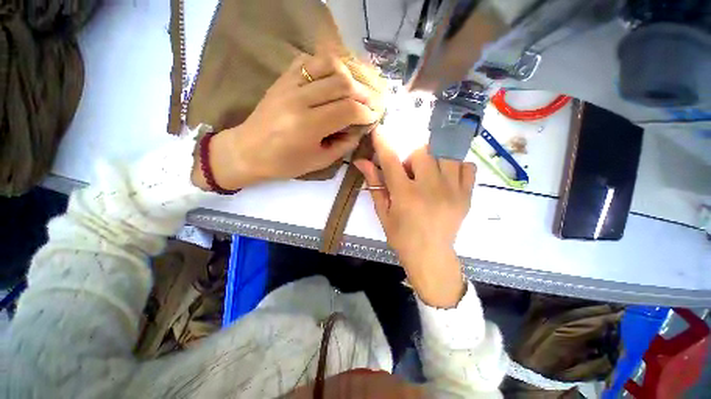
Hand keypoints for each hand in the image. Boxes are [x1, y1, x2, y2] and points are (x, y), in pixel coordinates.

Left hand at [192, 54, 380, 189]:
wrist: (248, 151)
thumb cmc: (285, 163)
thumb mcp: (319, 161)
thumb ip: (344, 145)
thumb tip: (360, 129)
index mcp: (308, 126)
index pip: (348, 110)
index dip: (366, 113)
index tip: (373, 118)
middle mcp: (299, 100)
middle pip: (343, 84)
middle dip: (364, 94)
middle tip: (371, 104)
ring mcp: (289, 84)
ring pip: (329, 64)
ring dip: (349, 76)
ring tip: (356, 90)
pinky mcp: (283, 78)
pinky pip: (310, 61)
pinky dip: (328, 65)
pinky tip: (335, 79)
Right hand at [354, 131, 475, 307]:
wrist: (431, 256)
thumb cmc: (402, 237)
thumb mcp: (384, 213)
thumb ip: (375, 185)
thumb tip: (361, 162)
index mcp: (406, 196)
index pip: (392, 160)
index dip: (383, 142)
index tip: (379, 129)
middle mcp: (430, 189)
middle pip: (422, 151)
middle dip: (411, 157)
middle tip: (409, 173)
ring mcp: (453, 190)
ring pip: (444, 154)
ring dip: (431, 159)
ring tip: (427, 174)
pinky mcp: (467, 195)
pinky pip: (466, 166)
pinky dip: (454, 166)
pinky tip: (445, 177)